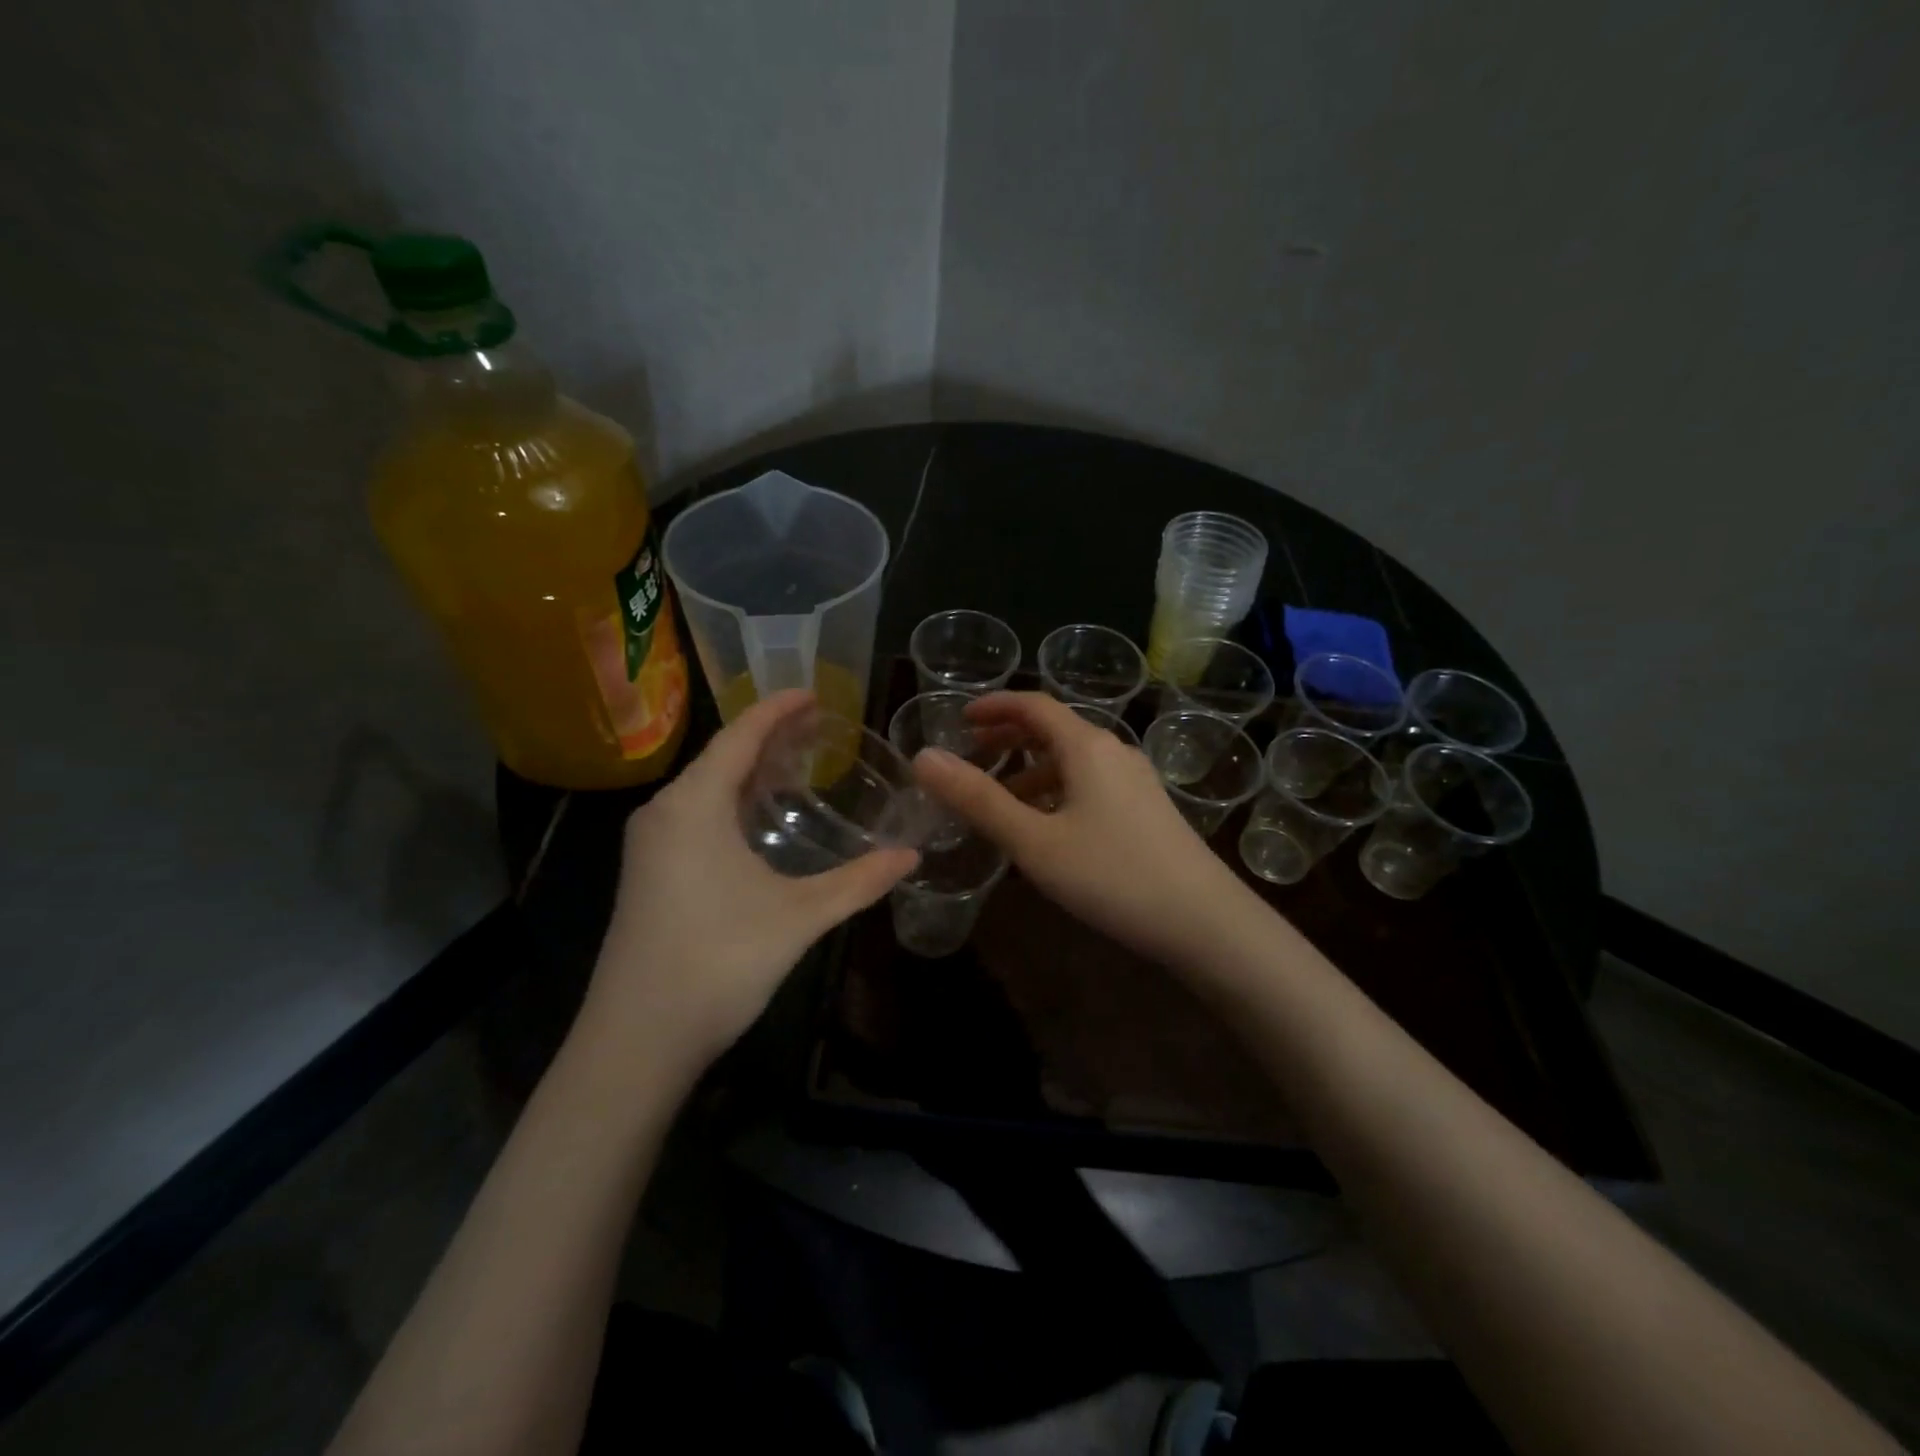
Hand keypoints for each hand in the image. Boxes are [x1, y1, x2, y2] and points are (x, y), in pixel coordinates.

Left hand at [581, 690, 917, 1080]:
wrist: (635, 1041)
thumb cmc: (718, 962)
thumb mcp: (800, 917)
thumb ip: (859, 882)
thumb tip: (911, 856)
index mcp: (693, 805)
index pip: (740, 736)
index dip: (778, 710)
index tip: (814, 692)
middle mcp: (664, 812)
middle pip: (721, 757)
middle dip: (768, 737)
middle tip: (818, 727)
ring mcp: (649, 845)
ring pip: (705, 788)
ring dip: (748, 772)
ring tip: (796, 764)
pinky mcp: (648, 874)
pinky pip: (694, 815)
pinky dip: (731, 802)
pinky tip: (758, 820)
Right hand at [913, 692, 1258, 967]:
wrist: (1204, 920)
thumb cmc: (1111, 874)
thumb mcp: (1033, 840)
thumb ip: (977, 799)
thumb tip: (923, 758)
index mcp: (1086, 746)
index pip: (1033, 705)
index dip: (993, 706)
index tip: (959, 719)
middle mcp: (1114, 751)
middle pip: (1054, 729)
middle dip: (1010, 737)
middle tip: (973, 755)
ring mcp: (1136, 780)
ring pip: (1073, 760)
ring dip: (1032, 770)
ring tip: (1001, 799)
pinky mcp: (1147, 808)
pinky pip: (1091, 784)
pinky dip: (1058, 791)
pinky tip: (1047, 826)